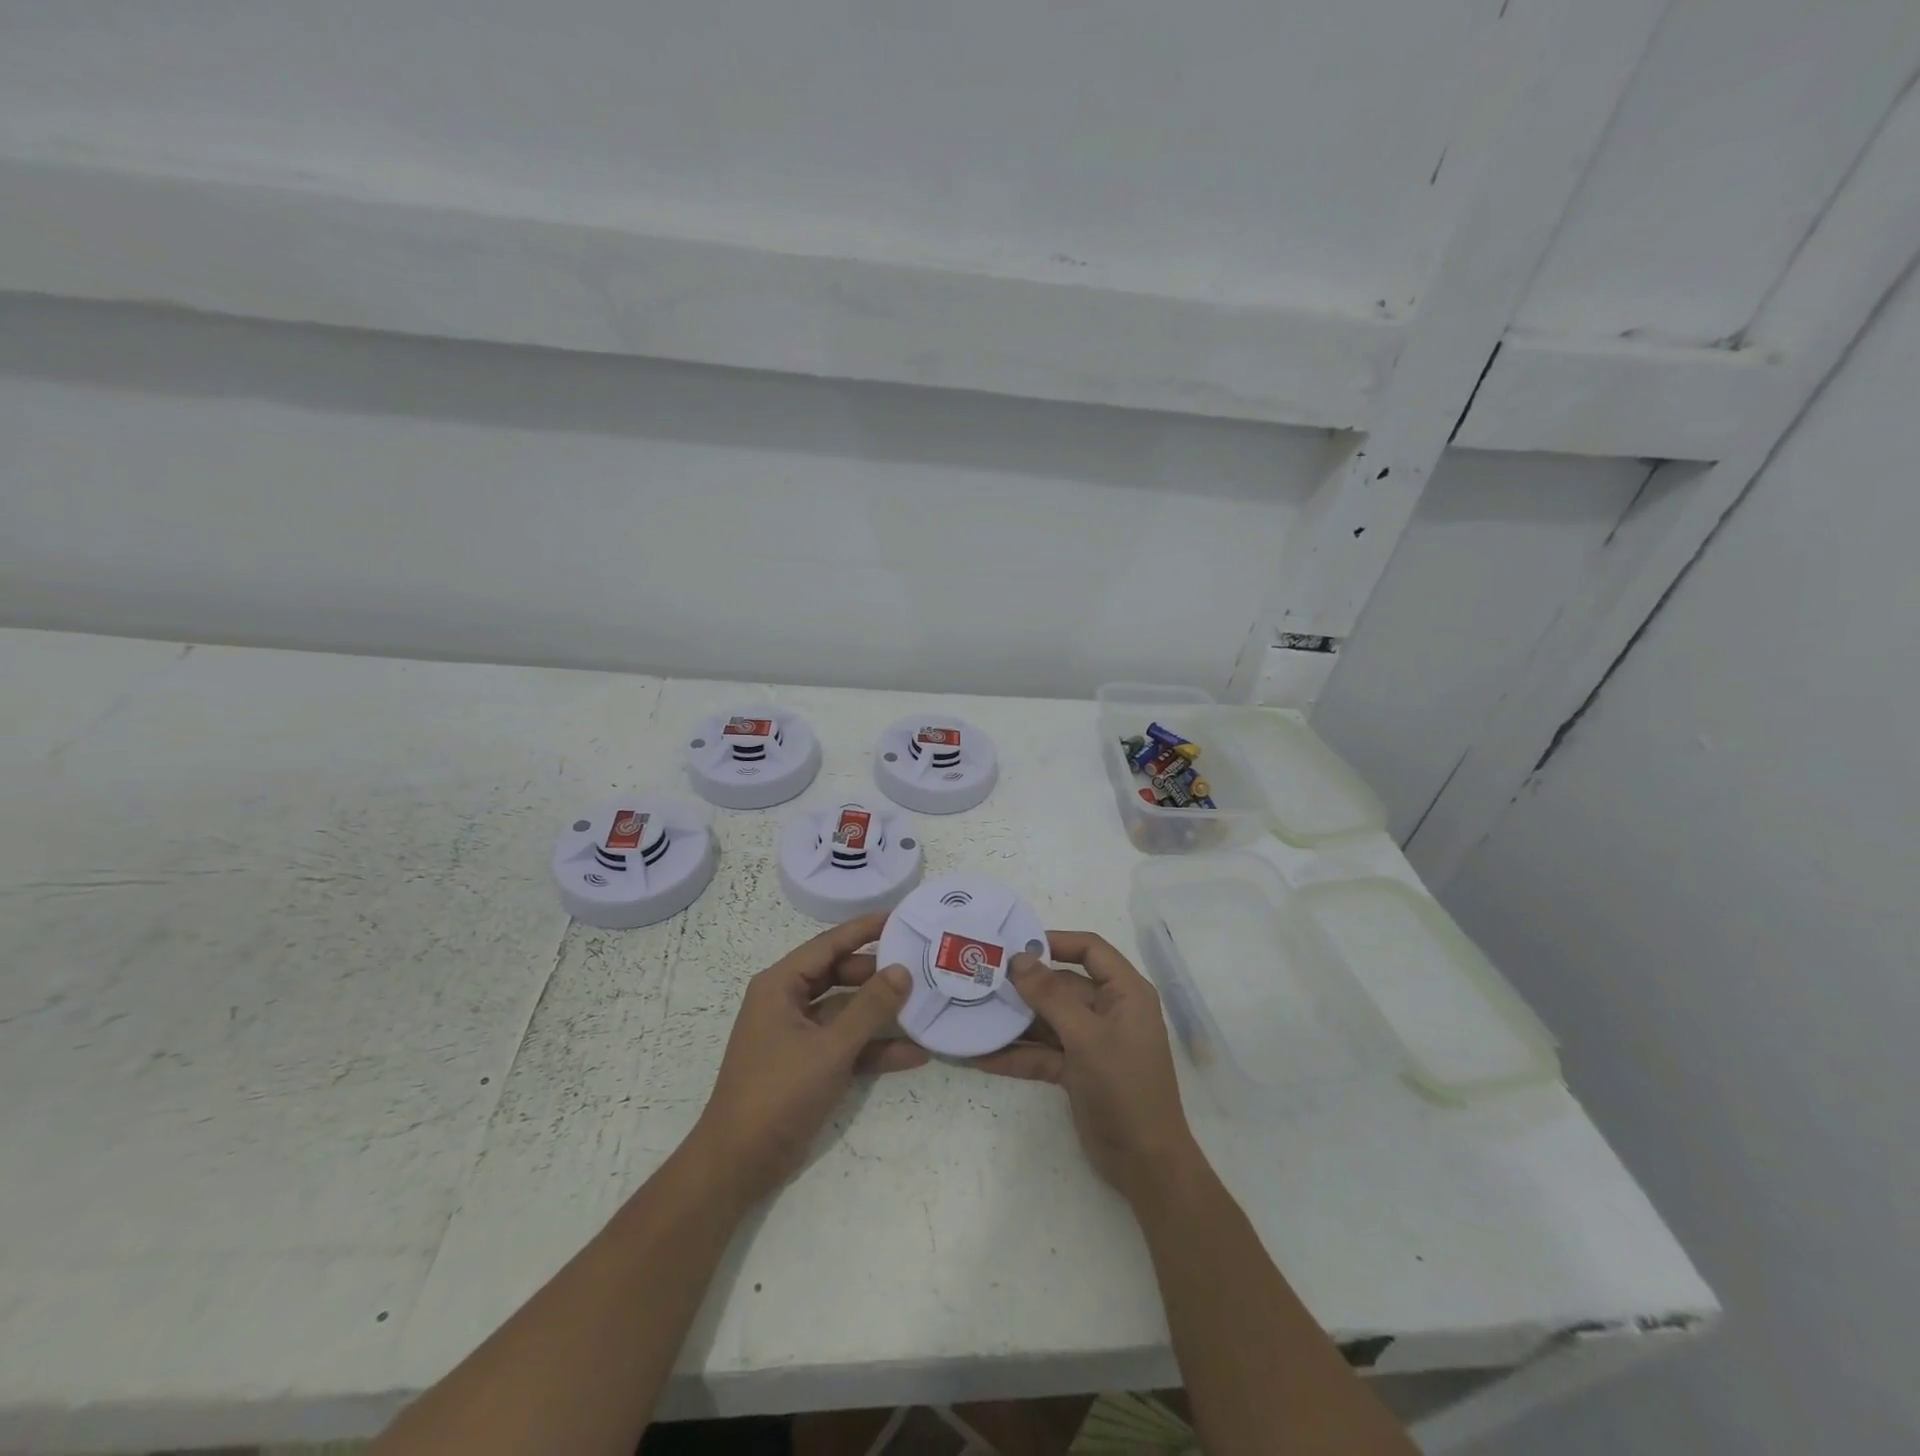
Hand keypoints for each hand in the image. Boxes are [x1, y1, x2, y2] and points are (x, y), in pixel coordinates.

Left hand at [690, 913, 926, 1206]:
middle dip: (879, 974)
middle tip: (921, 965)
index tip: (901, 917)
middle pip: (840, 975)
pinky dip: (874, 1049)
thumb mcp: (830, 1047)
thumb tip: (902, 970)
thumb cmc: (778, 1092)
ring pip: (847, 1011)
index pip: (829, 944)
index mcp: (780, 985)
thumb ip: (869, 1007)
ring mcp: (799, 1035)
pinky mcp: (809, 1064)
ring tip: (925, 1005)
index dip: (864, 929)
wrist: (739, 1164)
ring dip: (881, 1014)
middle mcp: (788, 1002)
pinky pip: (847, 1045)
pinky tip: (914, 1054)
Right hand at [973, 931, 1197, 1199]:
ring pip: (1047, 1020)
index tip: (1014, 945)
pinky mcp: (1076, 1070)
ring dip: (1014, 1021)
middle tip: (980, 978)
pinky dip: (1016, 1054)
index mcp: (1125, 992)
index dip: (1055, 941)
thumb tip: (1018, 958)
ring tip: (972, 1012)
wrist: (1145, 1164)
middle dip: (1024, 985)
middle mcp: (1108, 1010)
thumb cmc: (1125, 1087)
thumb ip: (1050, 996)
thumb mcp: (1087, 1037)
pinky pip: (1041, 1053)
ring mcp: (1091, 1041)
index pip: (1089, 950)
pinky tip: (979, 1055)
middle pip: (1061, 985)